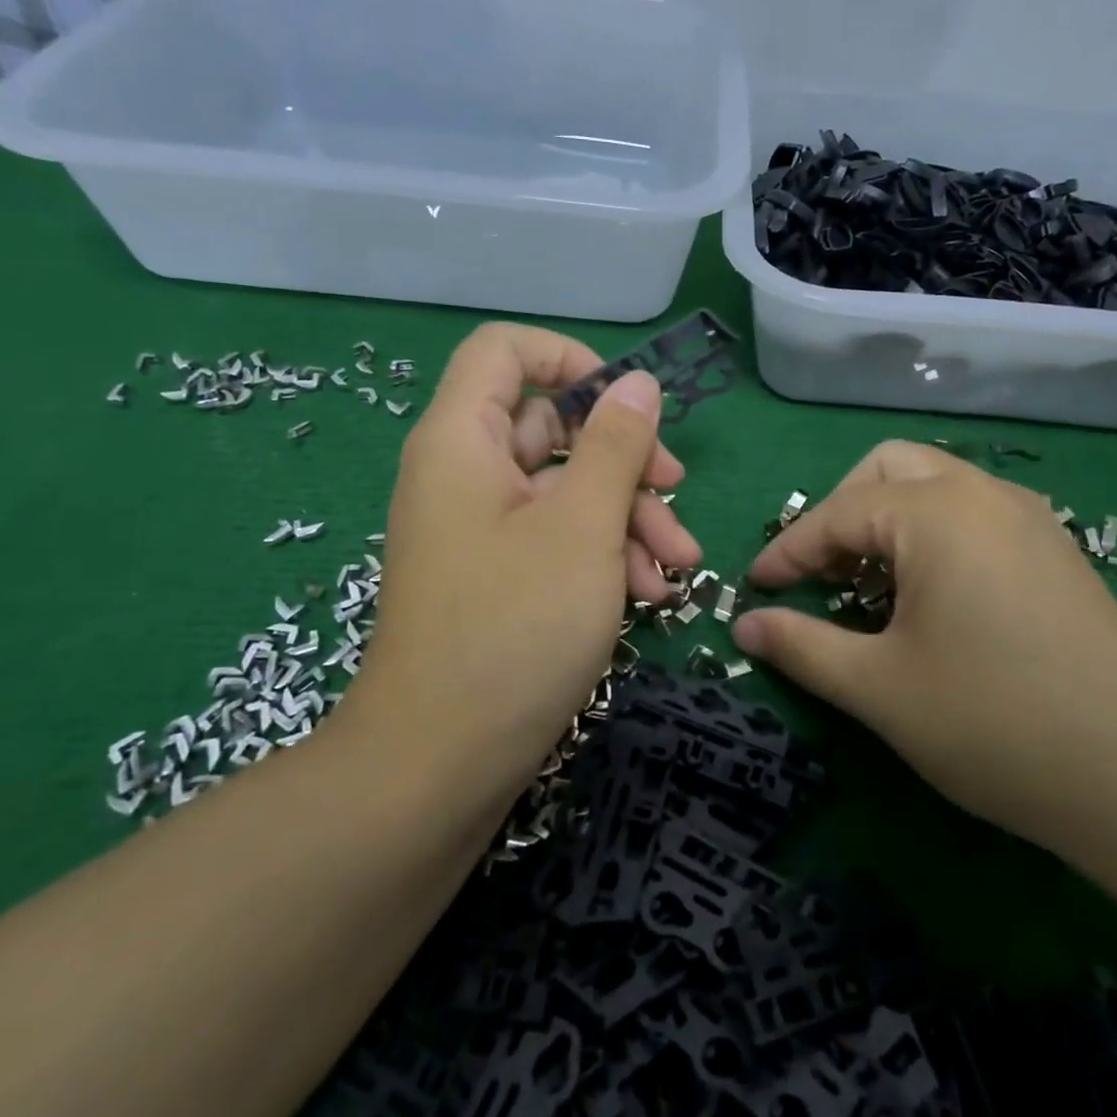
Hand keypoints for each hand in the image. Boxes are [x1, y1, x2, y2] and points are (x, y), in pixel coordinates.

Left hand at [357, 323, 701, 791]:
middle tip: (675, 488)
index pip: (504, 351)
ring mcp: (480, 528)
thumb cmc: (513, 629)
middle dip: (622, 456)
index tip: (626, 403)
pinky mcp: (497, 575)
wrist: (439, 764)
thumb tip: (638, 383)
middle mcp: (465, 473)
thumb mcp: (582, 527)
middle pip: (552, 426)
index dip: (568, 359)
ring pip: (564, 489)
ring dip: (626, 515)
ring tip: (677, 564)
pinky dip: (601, 553)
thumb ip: (615, 446)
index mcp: (463, 440)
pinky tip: (648, 593)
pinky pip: (554, 537)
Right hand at [732, 441, 1116, 851]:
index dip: (787, 551)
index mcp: (936, 512)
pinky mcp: (1059, 554)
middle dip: (841, 512)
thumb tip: (743, 626)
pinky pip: (976, 516)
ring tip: (868, 585)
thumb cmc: (995, 724)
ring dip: (888, 520)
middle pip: (889, 470)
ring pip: (938, 488)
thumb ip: (801, 646)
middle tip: (820, 573)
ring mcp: (1031, 520)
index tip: (754, 588)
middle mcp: (984, 496)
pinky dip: (933, 536)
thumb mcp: (878, 688)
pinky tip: (931, 597)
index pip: (837, 514)